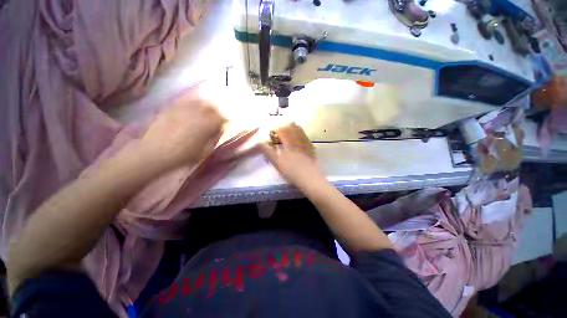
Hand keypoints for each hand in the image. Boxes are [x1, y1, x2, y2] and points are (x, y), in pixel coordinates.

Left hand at [142, 90, 225, 169]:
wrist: (155, 152)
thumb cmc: (183, 155)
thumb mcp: (205, 150)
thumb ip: (215, 138)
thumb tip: (220, 129)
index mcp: (206, 124)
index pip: (220, 117)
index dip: (224, 121)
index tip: (225, 125)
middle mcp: (196, 113)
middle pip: (211, 107)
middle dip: (216, 112)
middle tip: (216, 118)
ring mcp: (182, 109)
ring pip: (199, 102)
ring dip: (205, 106)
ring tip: (205, 113)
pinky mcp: (171, 108)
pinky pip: (185, 102)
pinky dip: (192, 104)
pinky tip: (191, 111)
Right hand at [261, 123, 324, 187]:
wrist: (309, 177)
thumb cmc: (291, 171)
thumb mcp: (277, 163)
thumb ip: (268, 151)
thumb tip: (260, 142)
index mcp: (289, 141)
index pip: (281, 129)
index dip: (275, 129)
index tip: (271, 134)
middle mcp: (298, 139)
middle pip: (291, 126)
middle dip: (283, 127)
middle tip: (278, 135)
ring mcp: (306, 142)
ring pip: (299, 129)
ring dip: (291, 129)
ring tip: (287, 136)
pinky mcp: (311, 146)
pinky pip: (304, 135)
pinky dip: (299, 134)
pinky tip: (297, 141)